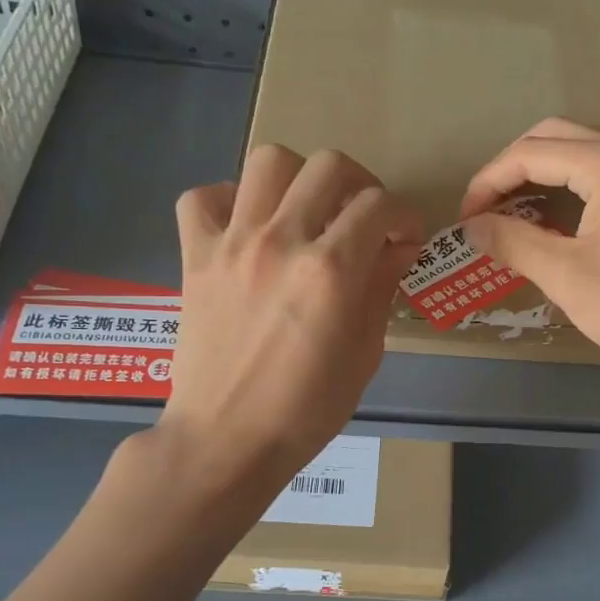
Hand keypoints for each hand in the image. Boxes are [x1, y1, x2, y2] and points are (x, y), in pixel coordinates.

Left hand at [158, 145, 424, 486]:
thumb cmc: (307, 410)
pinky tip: (246, 226)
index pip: (379, 205)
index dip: (404, 216)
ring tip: (306, 212)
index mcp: (331, 271)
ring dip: (299, 179)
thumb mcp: (365, 354)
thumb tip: (395, 250)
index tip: (405, 239)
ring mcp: (232, 244)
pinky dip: (227, 200)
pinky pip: (202, 197)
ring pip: (268, 161)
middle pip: (329, 165)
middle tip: (363, 218)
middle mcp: (282, 241)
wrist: (227, 439)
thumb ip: (381, 290)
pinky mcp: (195, 257)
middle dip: (361, 184)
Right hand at [460, 118, 599, 386]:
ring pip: (583, 153)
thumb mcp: (565, 275)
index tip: (466, 219)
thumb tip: (473, 226)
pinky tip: (556, 222)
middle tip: (486, 208)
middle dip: (512, 168)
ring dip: (542, 173)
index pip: (530, 153)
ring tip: (513, 212)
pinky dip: (571, 187)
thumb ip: (512, 242)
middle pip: (556, 138)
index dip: (488, 182)